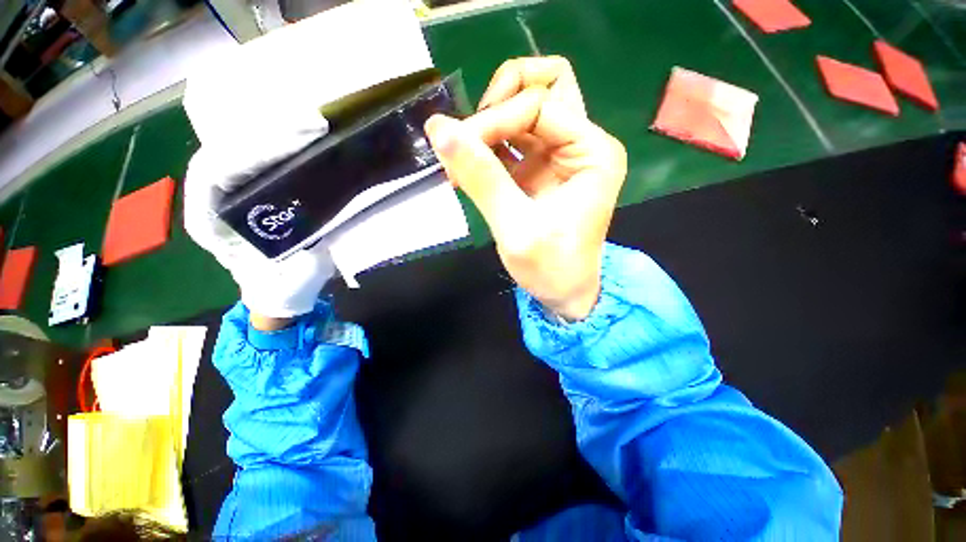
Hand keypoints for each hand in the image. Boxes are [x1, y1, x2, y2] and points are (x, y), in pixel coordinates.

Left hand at [183, 101, 333, 327]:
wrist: (279, 293)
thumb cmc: (284, 286)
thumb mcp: (299, 268)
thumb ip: (304, 237)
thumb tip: (320, 201)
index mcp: (210, 222)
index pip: (217, 169)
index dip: (255, 150)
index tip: (300, 140)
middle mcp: (211, 201)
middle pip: (227, 149)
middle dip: (269, 134)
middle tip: (314, 125)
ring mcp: (229, 194)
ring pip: (240, 150)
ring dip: (275, 135)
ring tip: (313, 127)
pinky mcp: (248, 192)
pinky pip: (256, 160)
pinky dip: (278, 147)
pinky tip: (303, 141)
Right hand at [424, 57, 626, 319]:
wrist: (563, 293)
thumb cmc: (551, 268)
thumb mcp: (516, 227)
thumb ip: (482, 177)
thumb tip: (439, 128)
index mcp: (592, 152)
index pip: (538, 104)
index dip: (494, 120)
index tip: (458, 149)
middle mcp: (581, 143)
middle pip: (538, 88)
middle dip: (496, 107)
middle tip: (467, 143)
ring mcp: (559, 154)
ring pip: (523, 107)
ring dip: (488, 125)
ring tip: (462, 160)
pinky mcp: (539, 168)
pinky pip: (511, 138)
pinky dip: (486, 146)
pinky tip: (467, 170)